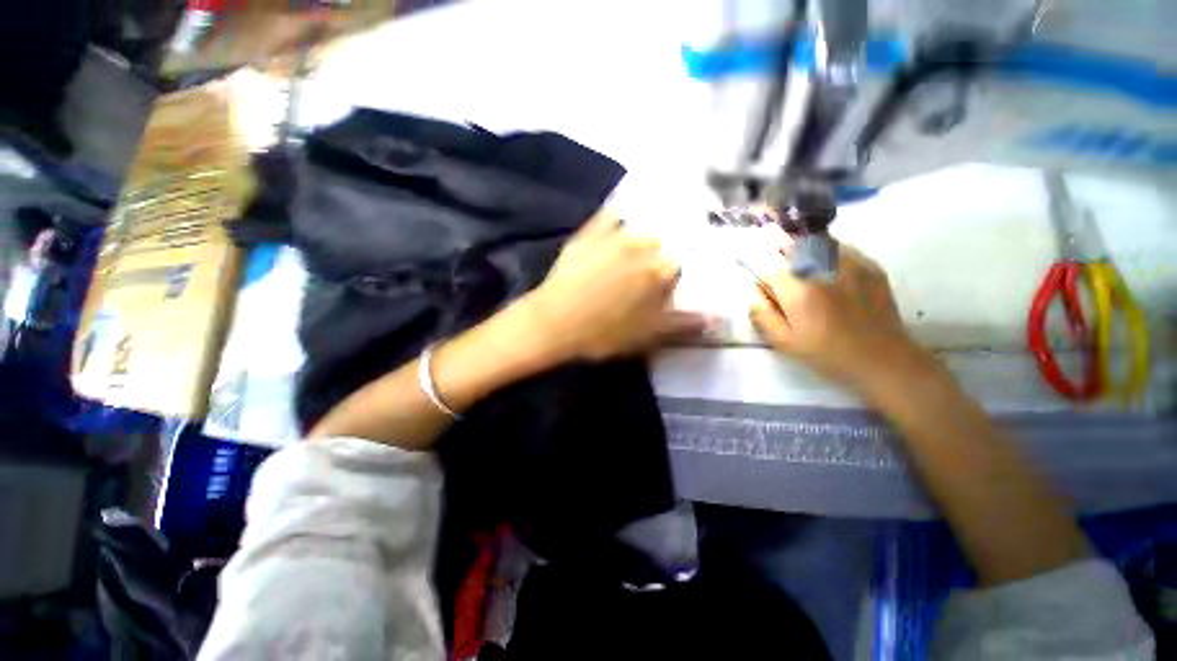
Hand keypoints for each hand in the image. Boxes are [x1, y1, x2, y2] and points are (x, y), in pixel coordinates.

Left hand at [528, 210, 707, 360]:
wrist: (556, 323)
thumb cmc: (604, 334)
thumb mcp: (648, 336)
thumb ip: (683, 325)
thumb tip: (716, 319)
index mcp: (659, 271)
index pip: (679, 265)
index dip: (675, 275)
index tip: (667, 284)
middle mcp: (642, 247)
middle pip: (662, 243)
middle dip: (661, 254)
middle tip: (650, 267)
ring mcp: (614, 236)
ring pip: (640, 226)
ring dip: (646, 231)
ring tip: (642, 240)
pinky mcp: (589, 234)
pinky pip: (609, 214)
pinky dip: (618, 211)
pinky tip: (622, 208)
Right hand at [749, 242, 933, 393]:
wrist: (882, 360)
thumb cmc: (827, 355)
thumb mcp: (785, 342)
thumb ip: (763, 315)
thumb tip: (753, 292)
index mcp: (799, 292)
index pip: (771, 270)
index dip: (766, 279)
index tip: (769, 291)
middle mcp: (823, 271)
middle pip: (793, 250)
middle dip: (783, 258)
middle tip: (787, 279)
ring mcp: (850, 265)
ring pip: (818, 245)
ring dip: (806, 252)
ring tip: (808, 270)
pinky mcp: (870, 267)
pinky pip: (842, 249)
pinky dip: (830, 253)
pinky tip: (831, 272)